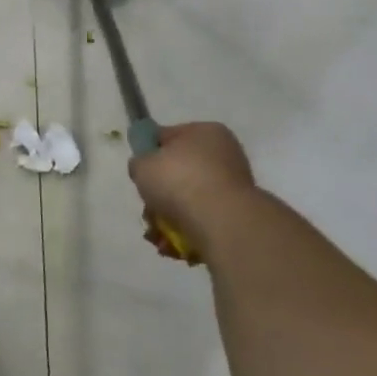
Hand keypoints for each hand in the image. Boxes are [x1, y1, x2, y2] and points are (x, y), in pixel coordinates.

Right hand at [128, 121, 255, 247]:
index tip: (139, 174)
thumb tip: (146, 169)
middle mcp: (224, 155)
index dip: (149, 154)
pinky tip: (173, 243)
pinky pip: (202, 220)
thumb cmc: (178, 181)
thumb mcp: (142, 164)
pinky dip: (185, 232)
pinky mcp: (236, 216)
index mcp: (205, 132)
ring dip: (167, 218)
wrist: (221, 222)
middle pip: (177, 173)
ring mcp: (233, 187)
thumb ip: (139, 163)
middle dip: (158, 195)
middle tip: (148, 209)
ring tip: (158, 234)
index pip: (167, 136)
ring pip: (187, 201)